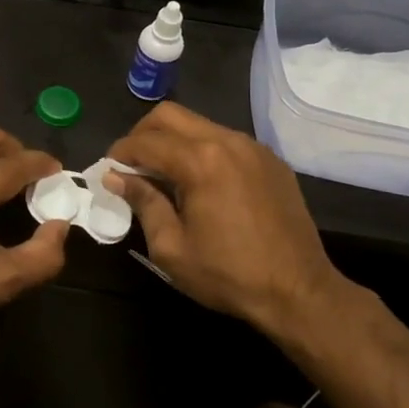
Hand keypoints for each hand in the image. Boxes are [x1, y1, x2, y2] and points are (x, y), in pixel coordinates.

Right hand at [104, 103, 348, 334]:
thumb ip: (142, 202)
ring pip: (199, 124)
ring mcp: (253, 147)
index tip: (108, 172)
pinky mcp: (270, 160)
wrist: (300, 292)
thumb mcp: (172, 247)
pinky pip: (225, 140)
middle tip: (132, 165)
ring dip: (173, 141)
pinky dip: (203, 150)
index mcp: (200, 161)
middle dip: (143, 134)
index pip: (145, 142)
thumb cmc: (229, 275)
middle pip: (170, 115)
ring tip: (164, 175)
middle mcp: (227, 141)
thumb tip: (115, 177)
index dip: (119, 153)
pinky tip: (201, 183)